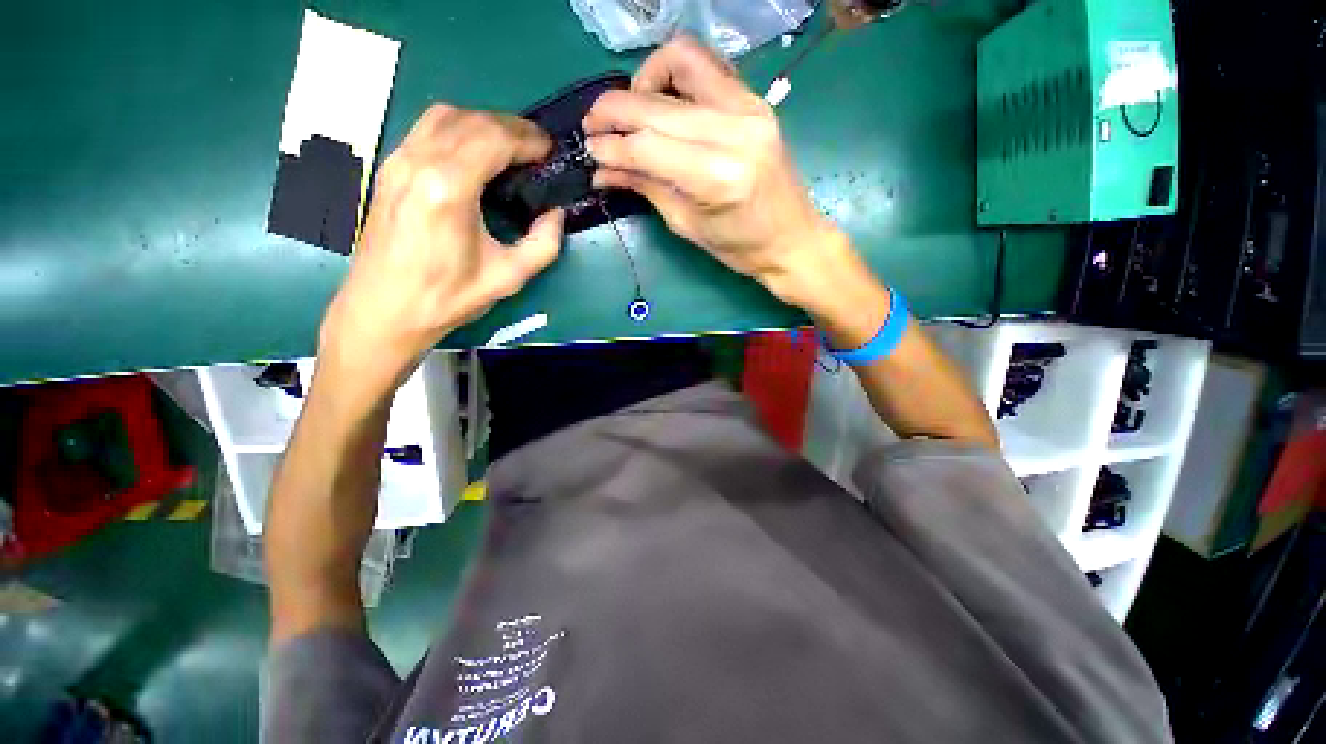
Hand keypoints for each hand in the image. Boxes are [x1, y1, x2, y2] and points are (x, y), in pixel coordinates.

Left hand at [318, 105, 564, 404]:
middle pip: (471, 120)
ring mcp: (397, 162)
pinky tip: (475, 155)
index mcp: (448, 189)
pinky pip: (426, 130)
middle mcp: (418, 162)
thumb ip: (544, 244)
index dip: (528, 140)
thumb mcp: (508, 278)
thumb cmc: (447, 298)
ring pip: (444, 116)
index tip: (550, 151)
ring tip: (510, 147)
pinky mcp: (388, 169)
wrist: (384, 310)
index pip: (493, 138)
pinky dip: (458, 130)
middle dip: (511, 127)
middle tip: (537, 149)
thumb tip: (556, 214)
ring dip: (483, 123)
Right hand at [582, 36, 846, 310]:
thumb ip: (645, 187)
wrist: (792, 238)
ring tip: (630, 110)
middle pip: (658, 104)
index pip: (649, 145)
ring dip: (643, 80)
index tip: (590, 150)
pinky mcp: (755, 99)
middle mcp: (736, 131)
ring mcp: (750, 107)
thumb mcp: (686, 225)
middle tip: (594, 127)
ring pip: (681, 62)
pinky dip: (673, 74)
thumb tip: (602, 169)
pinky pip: (706, 65)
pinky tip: (662, 100)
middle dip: (615, 111)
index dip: (612, 145)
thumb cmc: (741, 247)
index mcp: (719, 177)